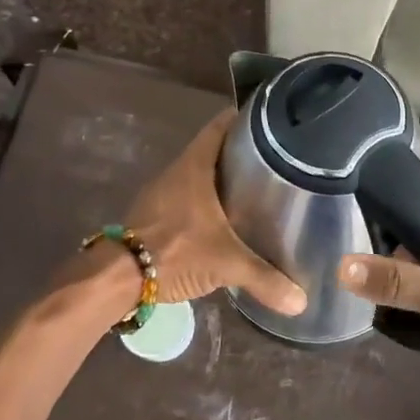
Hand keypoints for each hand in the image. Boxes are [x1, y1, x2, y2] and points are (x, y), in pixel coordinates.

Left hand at [118, 110, 307, 316]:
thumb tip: (301, 300)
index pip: (220, 126)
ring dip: (223, 177)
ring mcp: (163, 192)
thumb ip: (264, 278)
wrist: (118, 277)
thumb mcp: (226, 263)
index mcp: (195, 166)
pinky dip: (208, 200)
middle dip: (240, 152)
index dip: (244, 119)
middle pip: (213, 149)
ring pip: (200, 174)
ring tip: (255, 187)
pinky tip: (225, 218)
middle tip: (274, 159)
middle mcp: (178, 171)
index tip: (270, 122)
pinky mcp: (156, 213)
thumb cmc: (176, 251)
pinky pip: (188, 196)